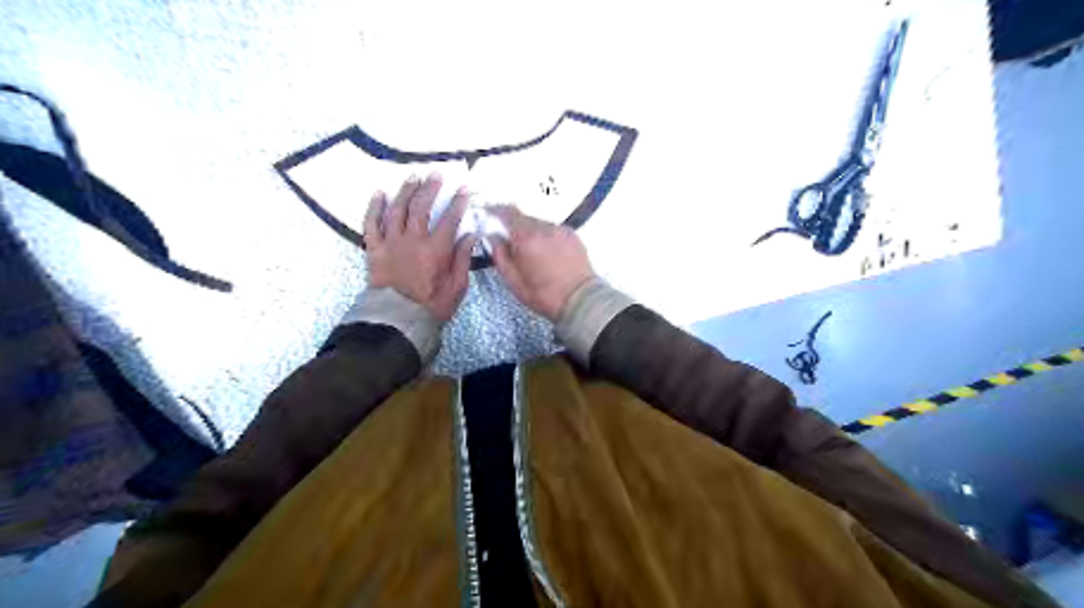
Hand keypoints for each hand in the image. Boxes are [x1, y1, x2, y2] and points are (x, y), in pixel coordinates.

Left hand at [367, 170, 474, 322]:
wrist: (398, 322)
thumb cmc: (432, 306)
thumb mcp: (457, 287)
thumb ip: (462, 258)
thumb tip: (469, 234)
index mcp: (436, 251)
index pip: (450, 219)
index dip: (458, 202)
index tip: (464, 189)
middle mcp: (412, 241)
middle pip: (421, 207)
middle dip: (430, 188)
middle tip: (436, 174)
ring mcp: (391, 243)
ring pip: (397, 210)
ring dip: (406, 191)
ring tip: (413, 177)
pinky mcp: (374, 250)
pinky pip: (371, 224)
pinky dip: (374, 208)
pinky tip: (379, 194)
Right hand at [490, 204, 591, 319]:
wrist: (580, 300)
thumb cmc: (546, 295)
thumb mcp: (513, 282)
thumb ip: (500, 256)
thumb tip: (493, 239)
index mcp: (526, 239)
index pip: (506, 213)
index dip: (496, 211)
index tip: (490, 214)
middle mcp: (544, 229)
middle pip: (523, 218)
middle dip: (514, 227)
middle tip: (512, 243)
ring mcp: (560, 231)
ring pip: (539, 224)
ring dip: (532, 233)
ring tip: (533, 254)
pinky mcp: (572, 235)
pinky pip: (553, 230)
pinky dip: (547, 237)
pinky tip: (548, 254)